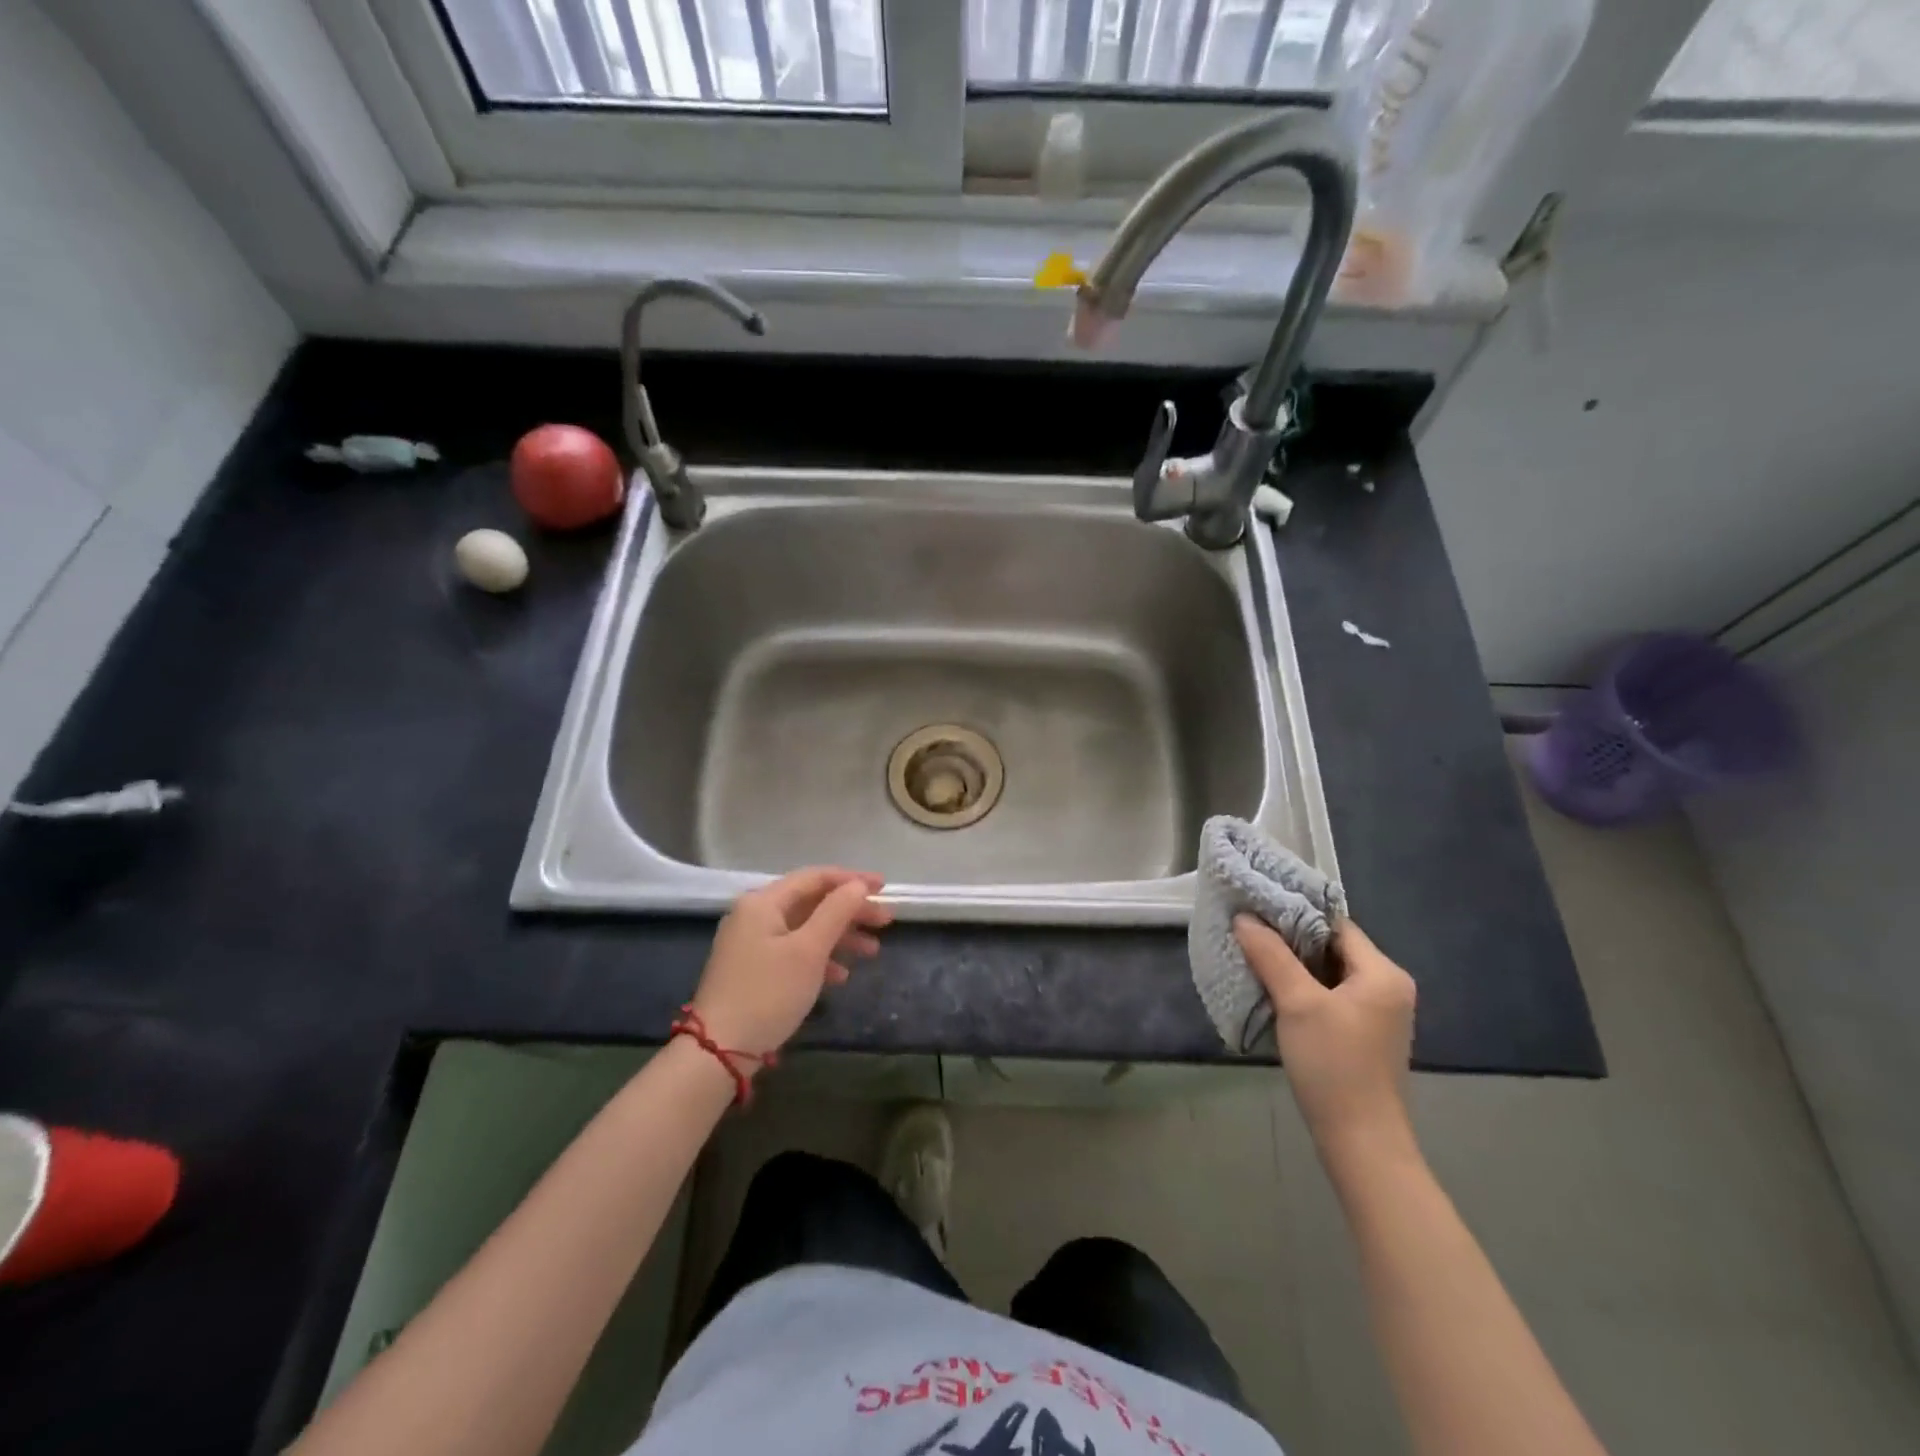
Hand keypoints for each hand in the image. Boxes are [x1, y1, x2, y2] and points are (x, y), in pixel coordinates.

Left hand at [691, 867, 891, 1059]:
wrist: (719, 1051)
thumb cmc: (768, 993)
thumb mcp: (808, 950)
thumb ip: (836, 912)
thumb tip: (857, 885)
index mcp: (763, 902)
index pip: (815, 878)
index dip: (852, 880)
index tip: (884, 888)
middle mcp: (754, 915)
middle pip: (811, 902)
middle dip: (850, 911)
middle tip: (885, 921)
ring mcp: (751, 944)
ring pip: (805, 929)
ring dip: (840, 936)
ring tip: (872, 952)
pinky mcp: (753, 970)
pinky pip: (793, 951)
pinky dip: (819, 958)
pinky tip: (841, 975)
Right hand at [1235, 915, 1416, 1162]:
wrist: (1361, 1141)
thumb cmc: (1334, 1065)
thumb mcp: (1297, 1004)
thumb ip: (1271, 955)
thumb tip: (1244, 917)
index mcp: (1383, 973)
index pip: (1335, 925)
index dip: (1295, 913)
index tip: (1256, 907)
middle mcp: (1388, 987)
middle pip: (1332, 947)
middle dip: (1290, 939)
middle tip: (1248, 930)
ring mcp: (1378, 1013)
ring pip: (1328, 973)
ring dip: (1293, 965)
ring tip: (1253, 954)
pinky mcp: (1363, 1035)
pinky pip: (1330, 996)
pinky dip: (1303, 988)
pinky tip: (1273, 989)